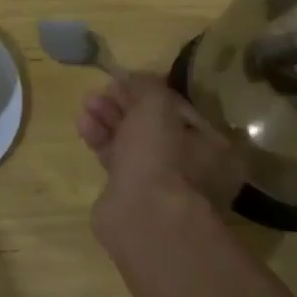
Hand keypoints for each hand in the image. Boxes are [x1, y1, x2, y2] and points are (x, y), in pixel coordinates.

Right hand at [77, 73, 246, 228]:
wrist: (144, 217)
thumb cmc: (162, 155)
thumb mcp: (157, 104)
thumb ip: (146, 85)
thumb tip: (132, 79)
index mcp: (212, 146)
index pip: (178, 109)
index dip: (148, 92)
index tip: (123, 82)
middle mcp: (192, 166)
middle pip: (152, 125)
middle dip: (123, 105)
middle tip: (99, 93)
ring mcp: (162, 184)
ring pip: (132, 142)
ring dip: (108, 120)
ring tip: (87, 106)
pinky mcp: (132, 197)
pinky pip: (116, 160)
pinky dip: (101, 141)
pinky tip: (84, 127)